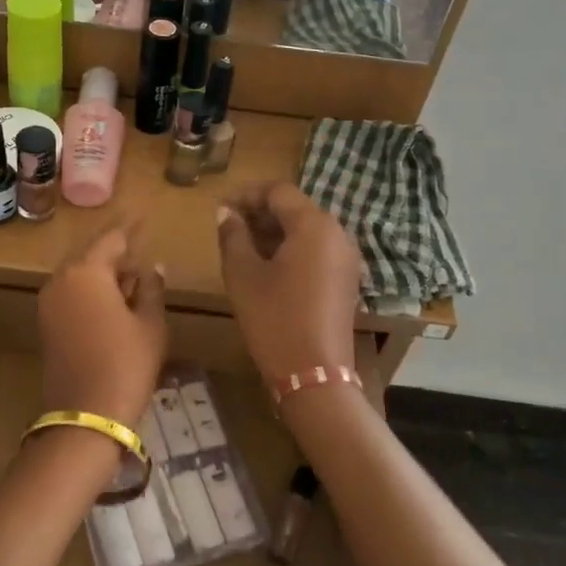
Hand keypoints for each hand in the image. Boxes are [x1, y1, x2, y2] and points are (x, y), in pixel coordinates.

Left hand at [39, 226, 167, 429]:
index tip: (145, 215)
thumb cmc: (127, 364)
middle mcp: (61, 278)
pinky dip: (92, 290)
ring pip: (80, 273)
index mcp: (87, 271)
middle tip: (143, 250)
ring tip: (133, 280)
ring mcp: (49, 301)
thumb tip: (153, 267)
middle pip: (92, 253)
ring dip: (104, 272)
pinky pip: (71, 292)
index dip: (131, 226)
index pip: (112, 238)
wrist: (87, 416)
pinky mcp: (46, 322)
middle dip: (117, 251)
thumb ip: (152, 288)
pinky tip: (114, 302)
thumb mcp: (150, 324)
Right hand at [215, 184, 362, 380]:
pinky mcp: (345, 279)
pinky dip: (291, 249)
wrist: (314, 375)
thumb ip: (233, 236)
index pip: (278, 191)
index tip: (220, 208)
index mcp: (314, 224)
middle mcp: (337, 233)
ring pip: (306, 229)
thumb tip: (227, 213)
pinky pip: (316, 250)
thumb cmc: (274, 318)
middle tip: (228, 227)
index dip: (246, 194)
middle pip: (295, 208)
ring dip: (274, 231)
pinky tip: (267, 267)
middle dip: (260, 213)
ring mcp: (346, 258)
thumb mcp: (243, 274)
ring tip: (242, 247)